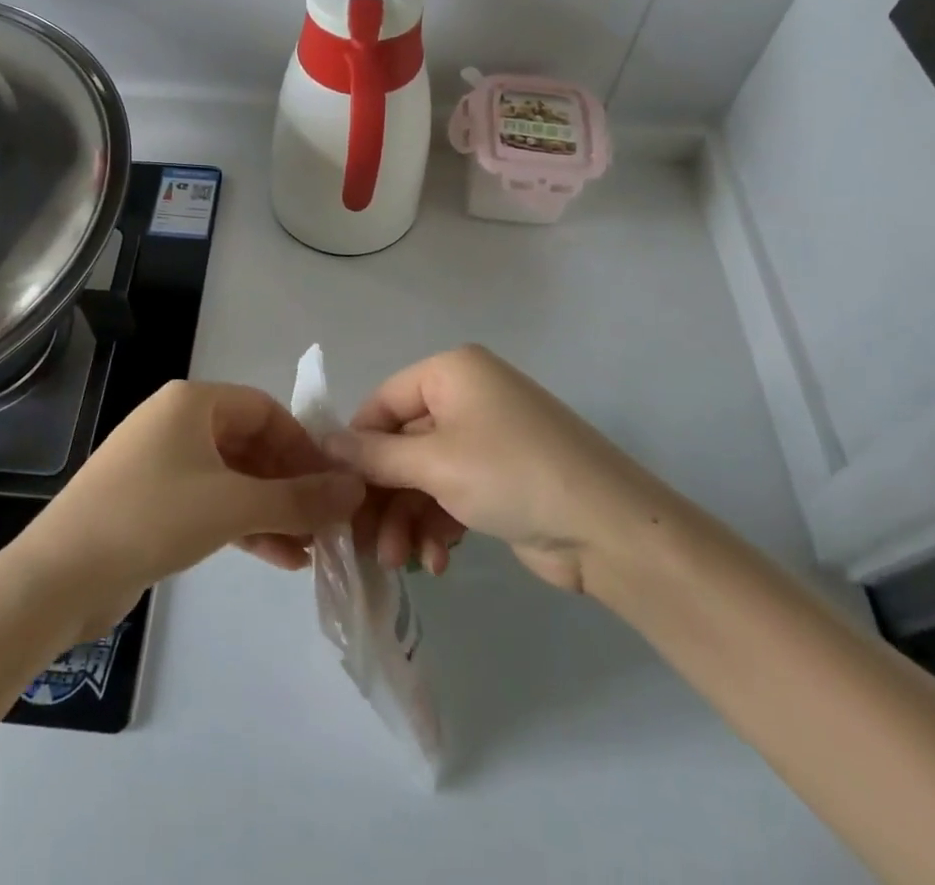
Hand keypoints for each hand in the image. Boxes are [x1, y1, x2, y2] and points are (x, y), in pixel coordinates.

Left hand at [15, 380, 365, 639]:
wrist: (59, 576)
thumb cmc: (152, 518)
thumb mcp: (233, 505)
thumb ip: (299, 499)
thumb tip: (356, 490)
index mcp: (193, 403)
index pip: (266, 409)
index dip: (303, 445)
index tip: (332, 485)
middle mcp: (177, 422)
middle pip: (251, 444)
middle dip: (290, 484)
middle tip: (326, 522)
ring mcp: (162, 463)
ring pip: (233, 478)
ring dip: (272, 509)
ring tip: (311, 549)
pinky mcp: (152, 501)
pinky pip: (211, 503)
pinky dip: (244, 524)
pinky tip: (279, 557)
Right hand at [325, 345, 667, 596]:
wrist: (610, 529)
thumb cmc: (511, 474)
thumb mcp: (434, 462)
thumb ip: (375, 455)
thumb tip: (324, 445)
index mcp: (451, 372)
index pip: (383, 402)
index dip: (356, 446)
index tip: (334, 491)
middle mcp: (466, 396)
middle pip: (402, 444)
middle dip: (384, 496)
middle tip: (364, 543)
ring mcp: (486, 439)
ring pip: (424, 475)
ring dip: (407, 518)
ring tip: (400, 562)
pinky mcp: (499, 478)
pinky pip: (451, 493)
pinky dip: (438, 525)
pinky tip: (437, 562)